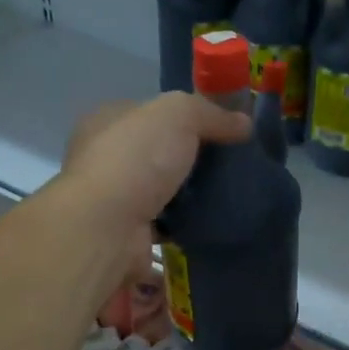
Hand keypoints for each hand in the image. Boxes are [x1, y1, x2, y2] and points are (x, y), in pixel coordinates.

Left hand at [59, 93, 250, 276]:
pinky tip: (212, 223)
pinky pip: (165, 226)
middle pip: (156, 153)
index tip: (219, 129)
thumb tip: (244, 123)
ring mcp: (113, 201)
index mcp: (106, 121)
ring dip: (188, 196)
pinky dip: (185, 227)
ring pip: (161, 192)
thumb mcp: (179, 114)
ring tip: (228, 195)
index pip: (149, 113)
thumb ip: (211, 113)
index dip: (183, 117)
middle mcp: (104, 160)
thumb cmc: (136, 159)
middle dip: (188, 159)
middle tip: (228, 165)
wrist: (108, 228)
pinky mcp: (127, 236)